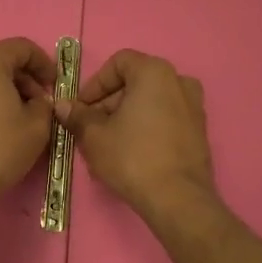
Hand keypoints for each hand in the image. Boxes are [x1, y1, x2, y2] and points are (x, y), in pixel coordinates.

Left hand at [0, 38, 56, 206]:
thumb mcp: (37, 126)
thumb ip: (45, 104)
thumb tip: (39, 101)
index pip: (23, 48)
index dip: (45, 65)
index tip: (56, 86)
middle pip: (1, 60)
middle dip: (24, 79)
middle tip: (40, 105)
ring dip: (4, 90)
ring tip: (19, 117)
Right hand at [56, 49, 217, 220]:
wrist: (178, 199)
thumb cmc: (132, 157)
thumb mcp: (94, 136)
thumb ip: (77, 116)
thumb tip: (62, 106)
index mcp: (154, 72)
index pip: (118, 63)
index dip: (95, 83)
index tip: (82, 107)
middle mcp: (179, 81)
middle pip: (135, 83)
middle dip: (109, 104)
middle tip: (91, 128)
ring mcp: (194, 107)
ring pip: (150, 103)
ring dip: (126, 117)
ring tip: (108, 144)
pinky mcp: (199, 131)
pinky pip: (165, 119)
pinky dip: (146, 128)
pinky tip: (131, 154)